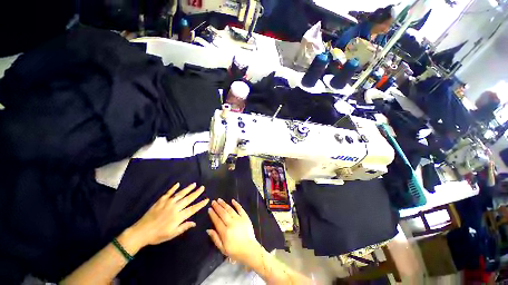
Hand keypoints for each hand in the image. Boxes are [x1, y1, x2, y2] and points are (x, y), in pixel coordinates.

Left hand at [124, 183, 208, 250]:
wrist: (141, 232)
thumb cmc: (158, 235)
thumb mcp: (172, 234)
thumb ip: (184, 227)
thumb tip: (194, 223)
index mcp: (179, 216)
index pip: (193, 209)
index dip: (200, 204)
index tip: (207, 199)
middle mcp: (175, 207)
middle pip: (188, 199)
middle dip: (196, 193)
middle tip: (202, 187)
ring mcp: (168, 203)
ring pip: (180, 194)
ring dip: (188, 189)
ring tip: (194, 184)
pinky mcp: (161, 201)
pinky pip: (168, 193)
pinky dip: (173, 188)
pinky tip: (177, 184)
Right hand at [206, 199, 262, 265]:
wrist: (249, 250)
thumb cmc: (235, 251)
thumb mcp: (222, 248)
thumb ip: (215, 238)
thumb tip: (208, 229)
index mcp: (225, 232)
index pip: (217, 221)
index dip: (213, 214)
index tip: (209, 209)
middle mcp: (232, 224)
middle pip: (223, 213)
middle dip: (217, 207)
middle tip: (213, 202)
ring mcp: (239, 219)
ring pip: (230, 210)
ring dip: (224, 204)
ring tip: (219, 200)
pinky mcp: (245, 217)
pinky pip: (240, 209)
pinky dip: (236, 204)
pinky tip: (232, 200)